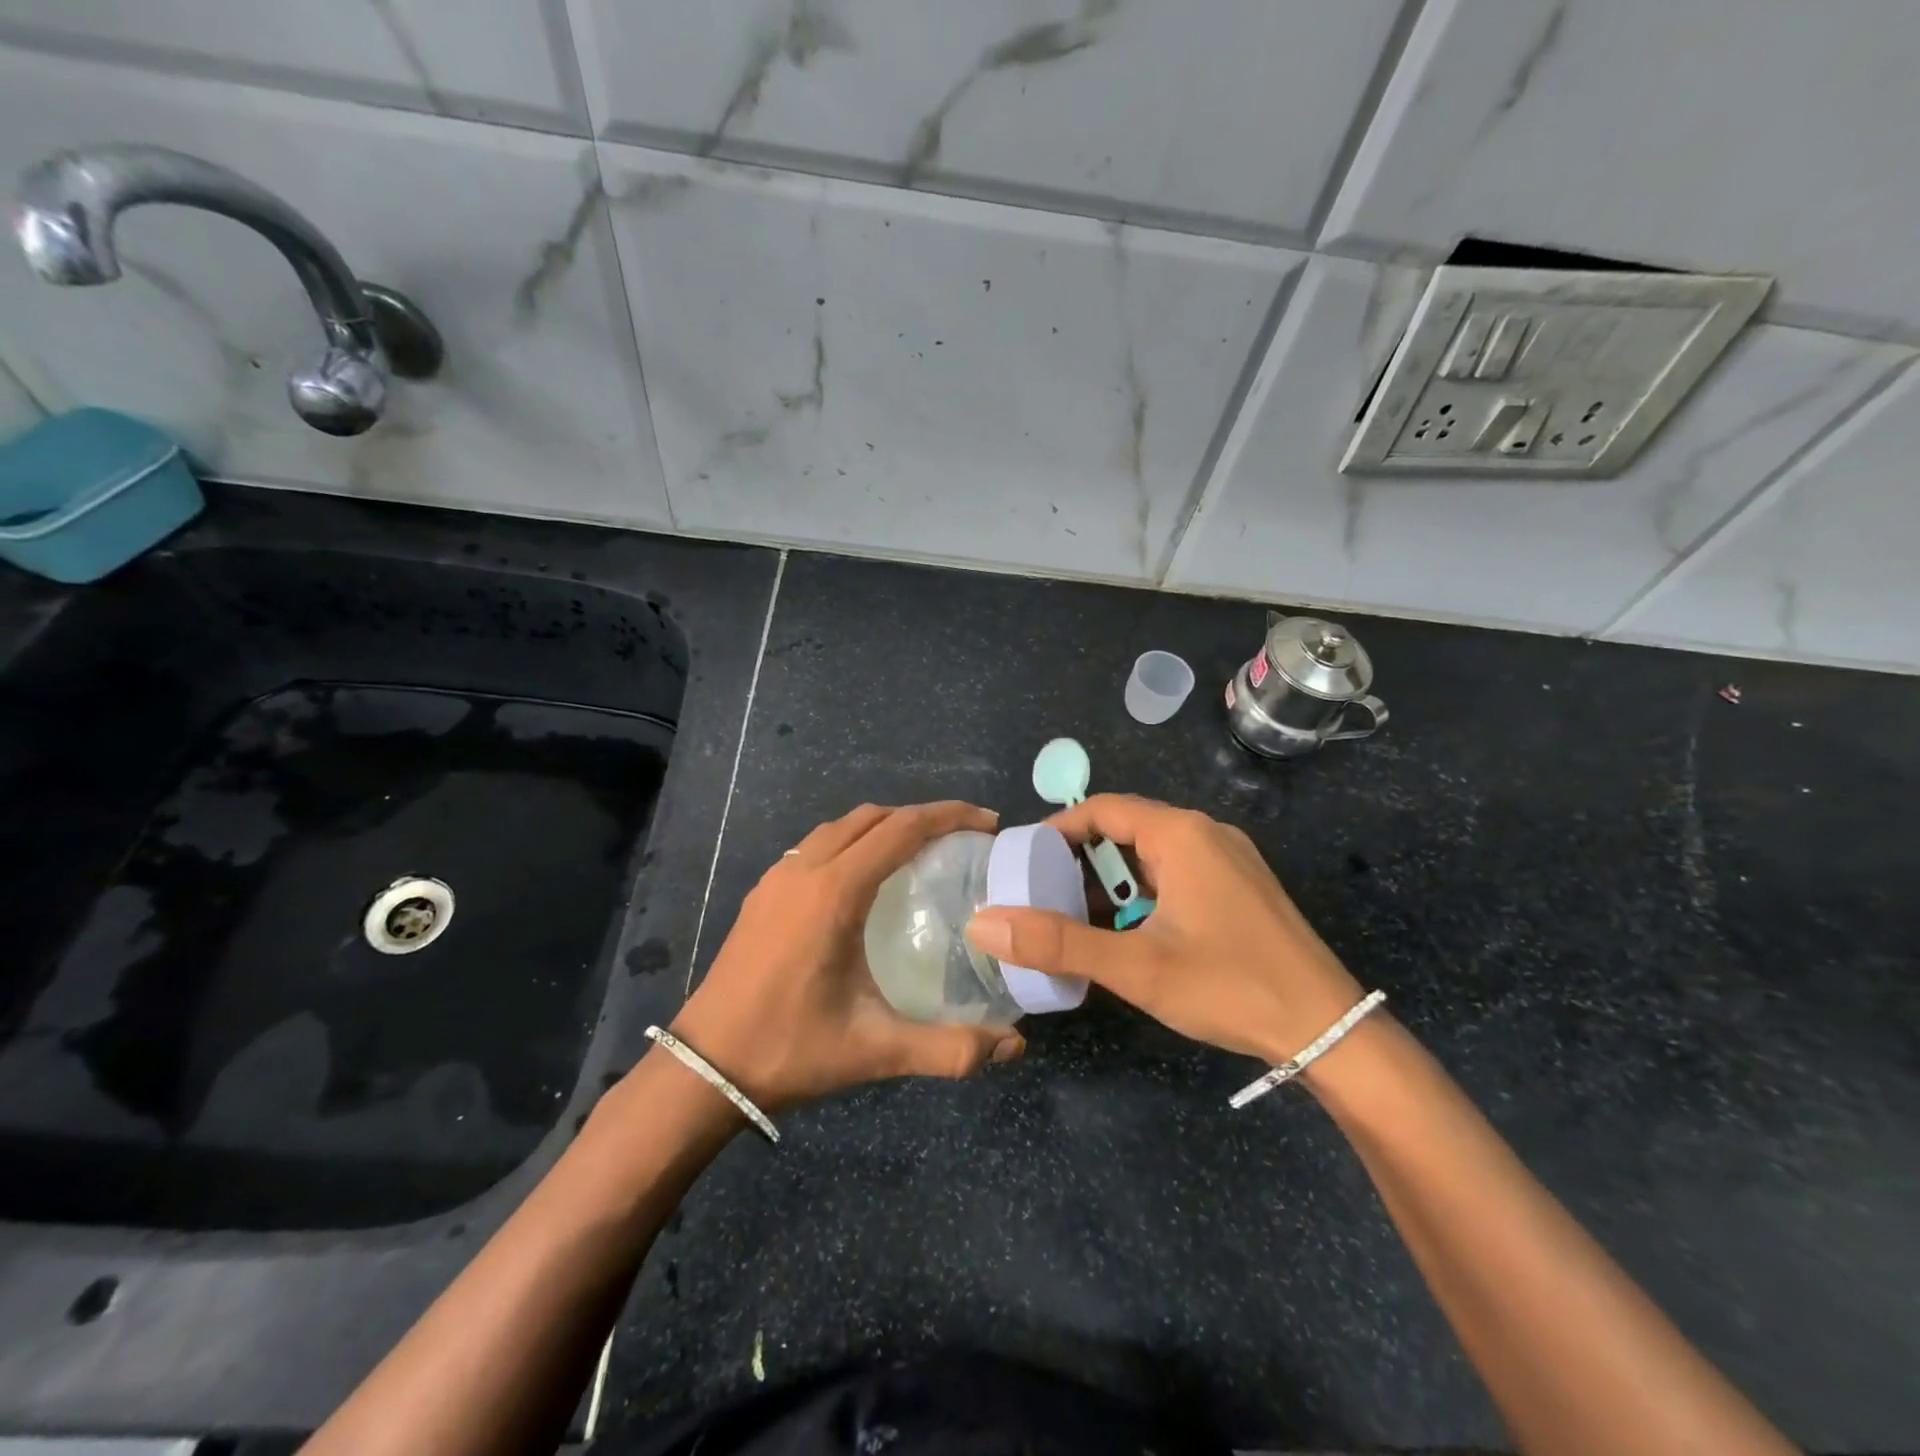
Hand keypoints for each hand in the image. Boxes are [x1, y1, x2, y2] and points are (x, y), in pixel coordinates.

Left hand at [669, 802, 1025, 1113]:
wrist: (704, 1067)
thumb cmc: (790, 1049)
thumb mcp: (875, 1050)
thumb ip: (949, 1049)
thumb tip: (1014, 1048)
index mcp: (835, 891)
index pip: (902, 829)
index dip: (950, 816)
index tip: (988, 824)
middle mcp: (805, 869)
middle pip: (872, 817)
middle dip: (921, 816)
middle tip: (962, 839)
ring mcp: (777, 878)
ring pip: (839, 827)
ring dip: (883, 826)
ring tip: (919, 853)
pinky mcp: (762, 894)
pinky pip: (815, 845)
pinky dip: (851, 842)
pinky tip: (864, 881)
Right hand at [964, 795, 1363, 1067]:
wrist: (1330, 1029)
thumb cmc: (1229, 985)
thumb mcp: (1135, 966)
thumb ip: (1057, 943)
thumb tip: (983, 925)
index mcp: (1181, 834)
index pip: (1103, 809)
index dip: (1057, 829)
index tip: (1024, 859)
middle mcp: (1207, 834)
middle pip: (1127, 829)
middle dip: (1081, 857)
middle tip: (1042, 891)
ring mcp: (1230, 860)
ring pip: (1153, 855)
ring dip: (1113, 879)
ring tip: (1076, 914)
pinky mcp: (1242, 888)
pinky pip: (1179, 874)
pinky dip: (1145, 893)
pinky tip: (1129, 930)